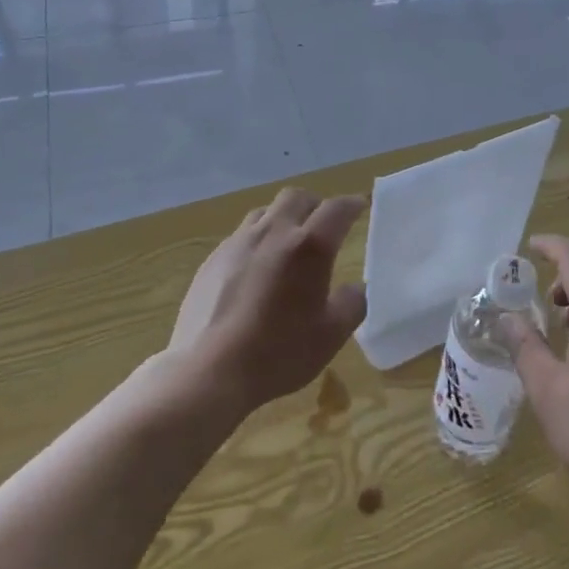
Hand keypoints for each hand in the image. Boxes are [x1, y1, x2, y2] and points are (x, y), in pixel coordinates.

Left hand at [169, 188, 367, 416]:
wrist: (208, 370)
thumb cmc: (278, 353)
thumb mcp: (331, 335)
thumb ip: (352, 304)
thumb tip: (355, 288)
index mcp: (308, 247)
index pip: (336, 209)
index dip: (352, 204)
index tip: (360, 206)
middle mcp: (273, 233)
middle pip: (296, 197)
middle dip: (315, 204)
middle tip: (324, 225)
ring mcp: (238, 243)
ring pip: (266, 212)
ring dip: (283, 218)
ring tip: (289, 244)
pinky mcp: (213, 259)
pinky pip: (241, 236)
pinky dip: (258, 241)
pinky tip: (256, 270)